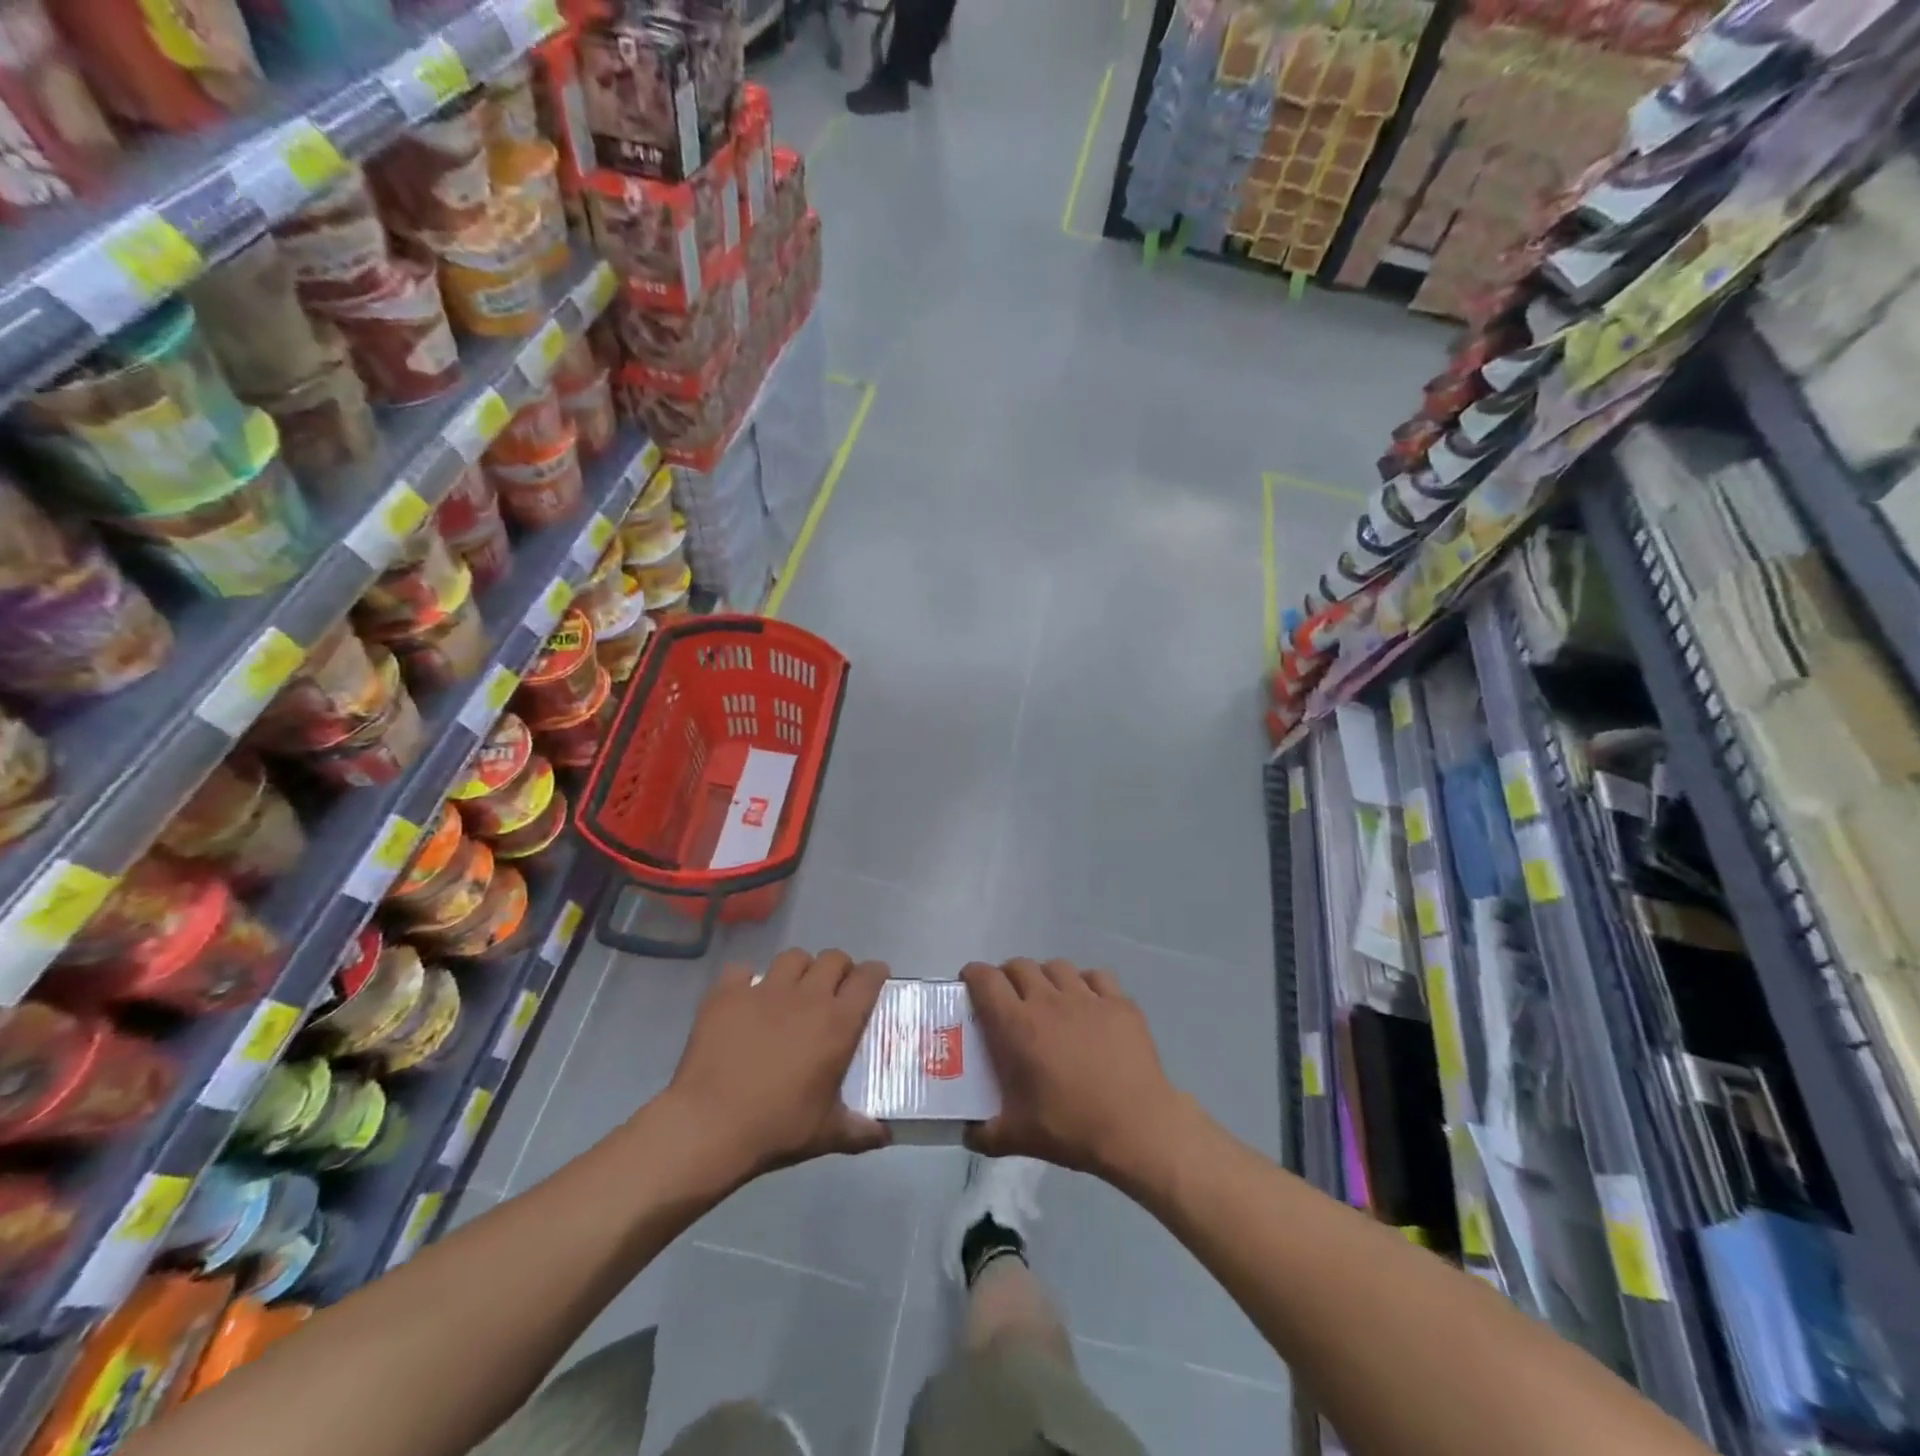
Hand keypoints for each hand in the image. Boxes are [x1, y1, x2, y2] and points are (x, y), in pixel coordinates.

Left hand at [661, 949, 890, 1185]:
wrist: (709, 1126)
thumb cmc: (776, 1128)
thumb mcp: (826, 1135)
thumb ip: (859, 1131)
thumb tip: (886, 1136)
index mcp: (837, 1023)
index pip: (868, 978)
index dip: (875, 974)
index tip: (875, 980)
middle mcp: (807, 996)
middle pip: (833, 958)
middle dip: (839, 968)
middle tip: (832, 990)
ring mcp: (765, 990)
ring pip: (792, 957)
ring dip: (799, 970)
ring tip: (791, 990)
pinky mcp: (727, 993)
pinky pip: (742, 971)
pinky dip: (746, 981)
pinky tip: (744, 1000)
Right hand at [963, 959, 1203, 1189]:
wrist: (1138, 1127)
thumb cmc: (1072, 1128)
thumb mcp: (1018, 1138)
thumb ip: (984, 1133)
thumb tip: (967, 1132)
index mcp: (1017, 1025)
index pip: (985, 979)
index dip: (973, 975)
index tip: (970, 985)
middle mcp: (1048, 1000)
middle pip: (1019, 966)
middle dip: (1007, 976)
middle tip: (1009, 999)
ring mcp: (1087, 997)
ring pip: (1057, 966)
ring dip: (1045, 977)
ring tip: (1048, 999)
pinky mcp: (1119, 1003)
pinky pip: (1096, 977)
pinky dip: (1085, 983)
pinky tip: (1087, 1004)